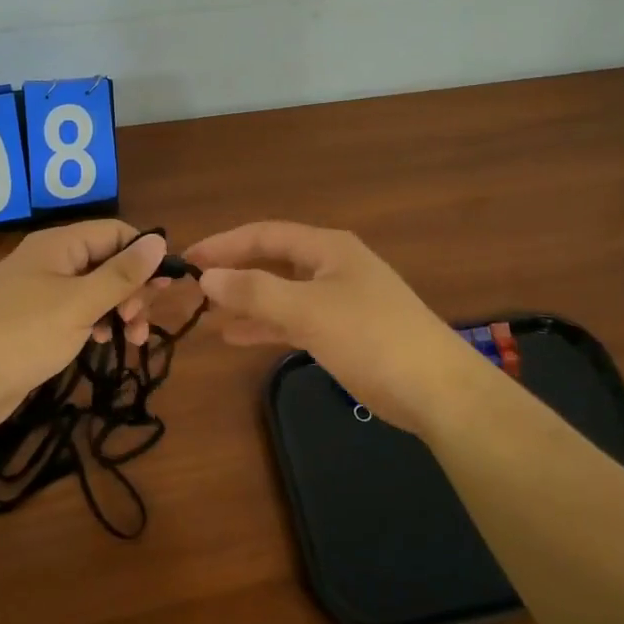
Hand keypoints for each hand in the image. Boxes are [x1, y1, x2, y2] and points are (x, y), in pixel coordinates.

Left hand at [0, 221, 167, 435]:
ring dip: (118, 308)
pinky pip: (75, 309)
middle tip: (141, 321)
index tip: (163, 288)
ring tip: (133, 339)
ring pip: (93, 288)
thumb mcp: (80, 304)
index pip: (115, 232)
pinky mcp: (32, 319)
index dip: (143, 254)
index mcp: (58, 244)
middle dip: (132, 288)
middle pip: (106, 260)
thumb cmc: (24, 336)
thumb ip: (122, 274)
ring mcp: (38, 290)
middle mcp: (48, 260)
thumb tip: (159, 240)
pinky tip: (102, 342)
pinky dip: (95, 321)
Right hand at [183, 221, 490, 435]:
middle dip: (233, 272)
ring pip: (281, 292)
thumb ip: (255, 292)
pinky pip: (293, 319)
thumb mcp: (308, 310)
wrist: (437, 390)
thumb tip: (207, 277)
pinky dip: (265, 325)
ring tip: (205, 314)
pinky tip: (235, 337)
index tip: (186, 259)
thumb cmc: (371, 337)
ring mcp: (339, 299)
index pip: (264, 234)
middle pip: (272, 261)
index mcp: (327, 248)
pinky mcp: (343, 331)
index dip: (224, 243)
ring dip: (245, 301)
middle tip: (191, 288)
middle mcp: (332, 266)